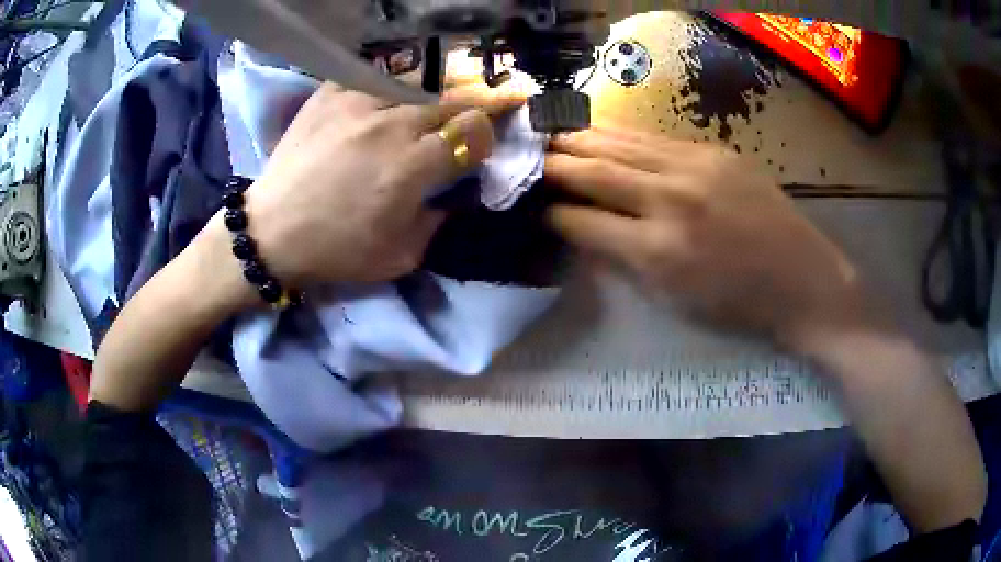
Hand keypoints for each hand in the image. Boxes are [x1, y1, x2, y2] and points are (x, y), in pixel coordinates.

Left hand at [244, 83, 524, 286]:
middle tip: (447, 134)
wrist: (271, 232)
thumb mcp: (401, 256)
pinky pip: (371, 80)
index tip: (474, 149)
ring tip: (410, 121)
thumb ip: (440, 221)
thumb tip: (457, 195)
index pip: (473, 128)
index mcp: (412, 166)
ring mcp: (356, 103)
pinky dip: (382, 93)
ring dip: (422, 104)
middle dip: (459, 117)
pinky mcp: (329, 95)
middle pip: (449, 101)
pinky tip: (375, 110)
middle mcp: (390, 125)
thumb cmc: (336, 250)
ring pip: (413, 85)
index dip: (483, 136)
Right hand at [544, 128, 870, 350]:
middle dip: (553, 165)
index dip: (550, 213)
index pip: (583, 221)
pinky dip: (620, 137)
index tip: (531, 208)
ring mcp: (695, 167)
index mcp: (658, 251)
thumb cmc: (739, 306)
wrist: (803, 280)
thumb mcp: (674, 301)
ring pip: (621, 144)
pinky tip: (602, 134)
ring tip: (551, 135)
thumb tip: (585, 231)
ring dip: (580, 139)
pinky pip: (654, 139)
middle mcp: (670, 199)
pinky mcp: (714, 152)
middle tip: (525, 158)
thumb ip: (624, 261)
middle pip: (594, 170)